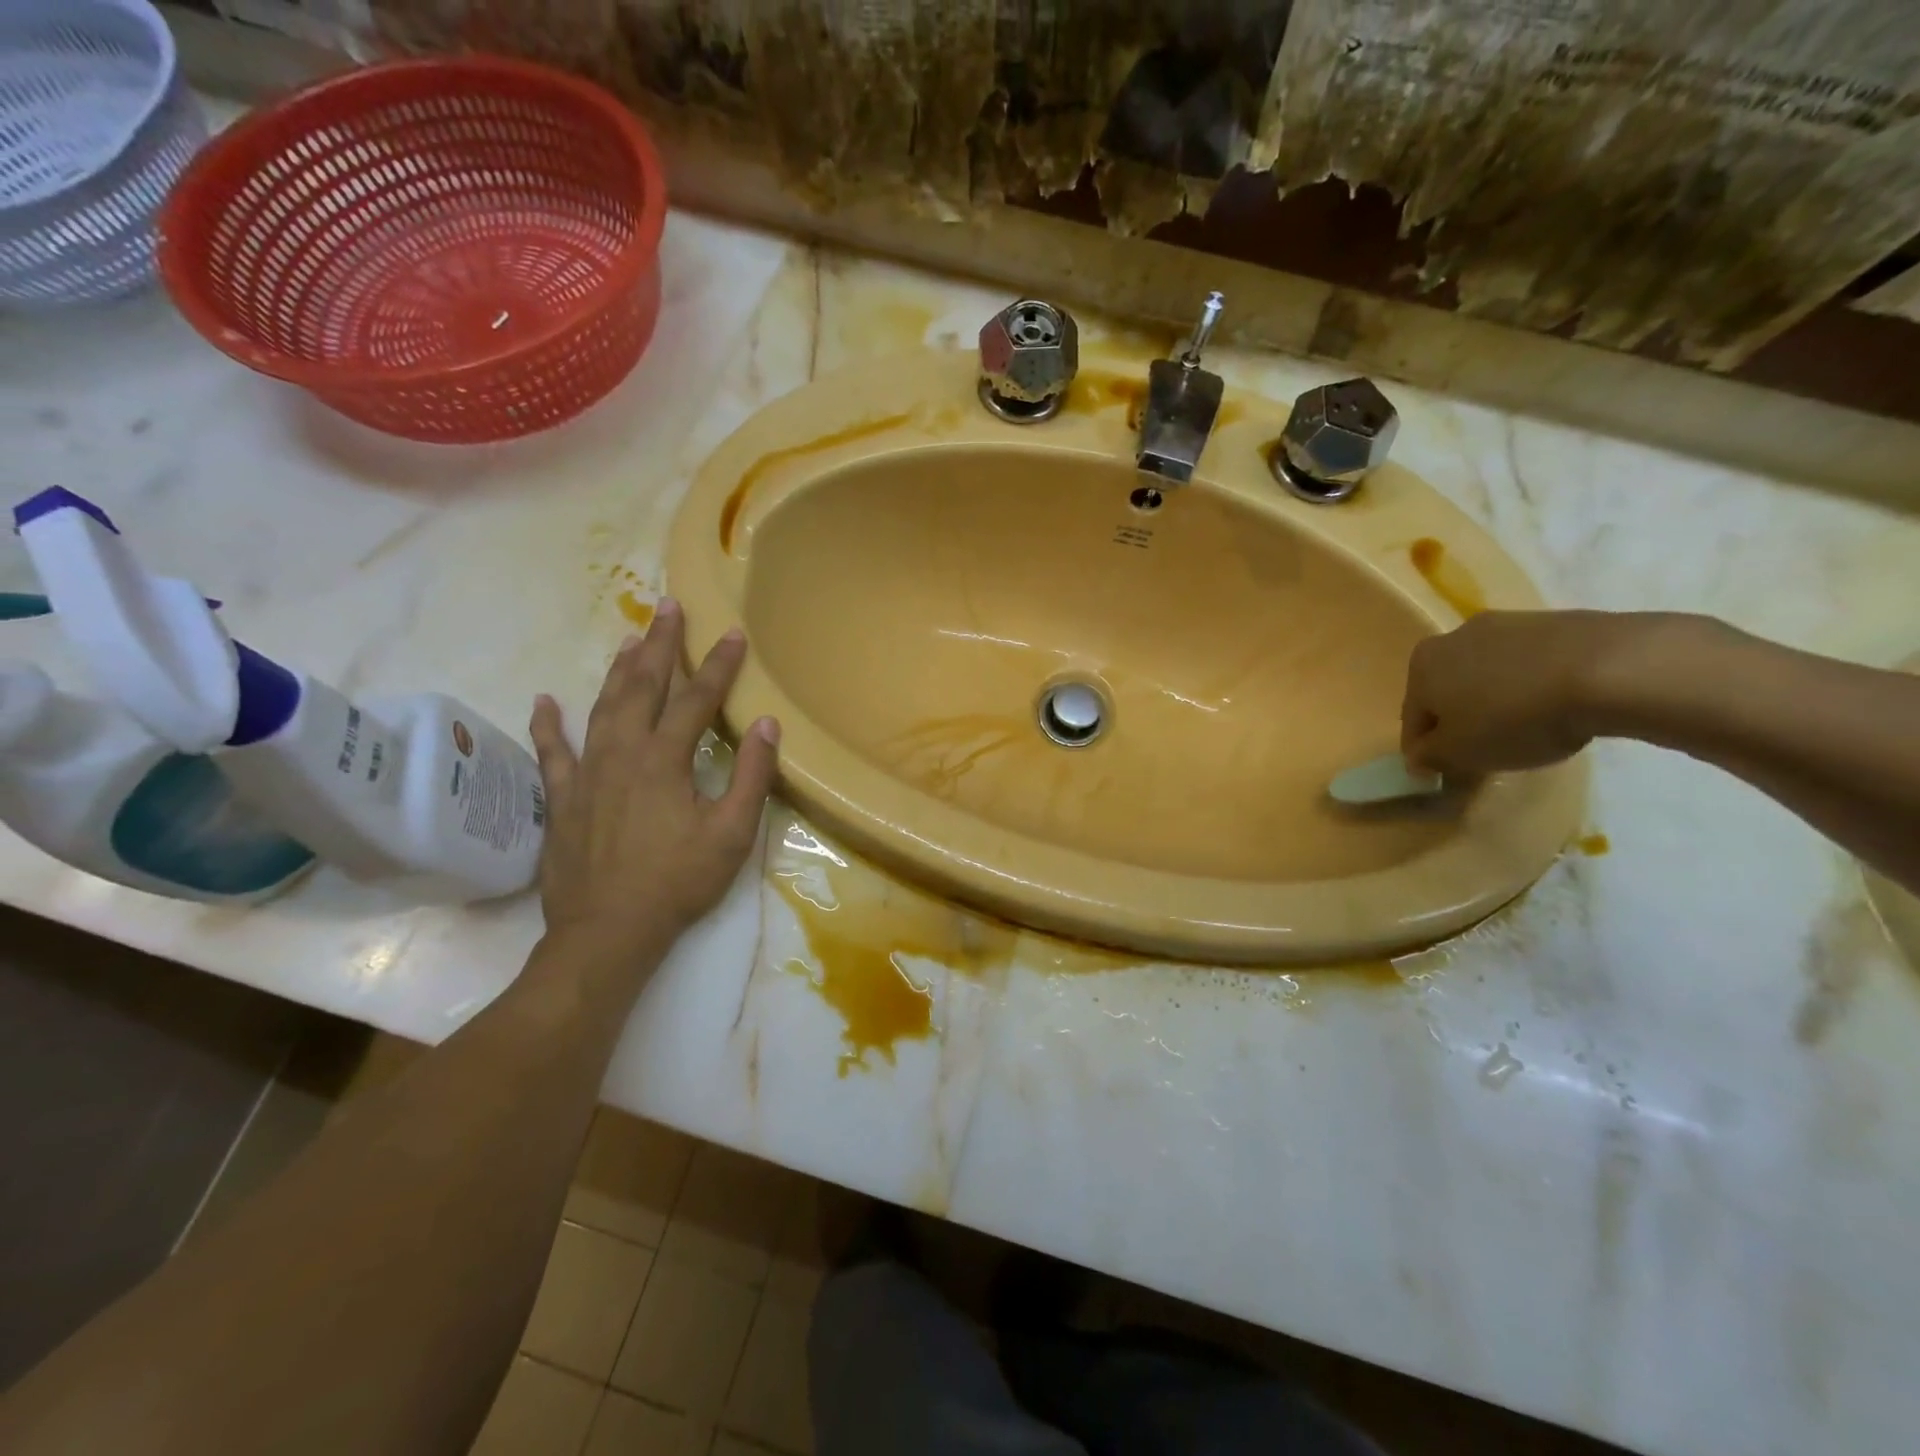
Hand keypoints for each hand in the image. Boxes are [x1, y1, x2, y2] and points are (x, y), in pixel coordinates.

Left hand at [528, 598, 778, 959]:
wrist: (607, 931)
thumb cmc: (677, 882)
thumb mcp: (732, 834)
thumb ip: (751, 776)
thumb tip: (768, 725)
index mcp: (664, 760)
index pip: (696, 700)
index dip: (718, 665)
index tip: (732, 634)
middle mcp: (622, 754)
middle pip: (642, 687)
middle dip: (659, 645)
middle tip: (667, 608)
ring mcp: (586, 774)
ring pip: (602, 708)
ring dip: (618, 672)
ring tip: (628, 640)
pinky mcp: (563, 799)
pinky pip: (552, 752)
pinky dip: (549, 725)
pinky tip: (546, 701)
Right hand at [1400, 610, 1650, 773]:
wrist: (1610, 670)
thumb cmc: (1515, 717)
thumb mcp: (1460, 754)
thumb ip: (1430, 757)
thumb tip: (1420, 756)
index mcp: (1421, 665)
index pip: (1412, 718)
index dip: (1425, 750)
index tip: (1443, 772)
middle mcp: (1454, 637)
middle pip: (1448, 690)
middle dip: (1460, 719)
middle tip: (1485, 751)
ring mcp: (1507, 625)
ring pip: (1489, 675)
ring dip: (1498, 700)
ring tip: (1528, 730)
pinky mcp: (1556, 623)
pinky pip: (1532, 664)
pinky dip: (1535, 686)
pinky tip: (1559, 708)